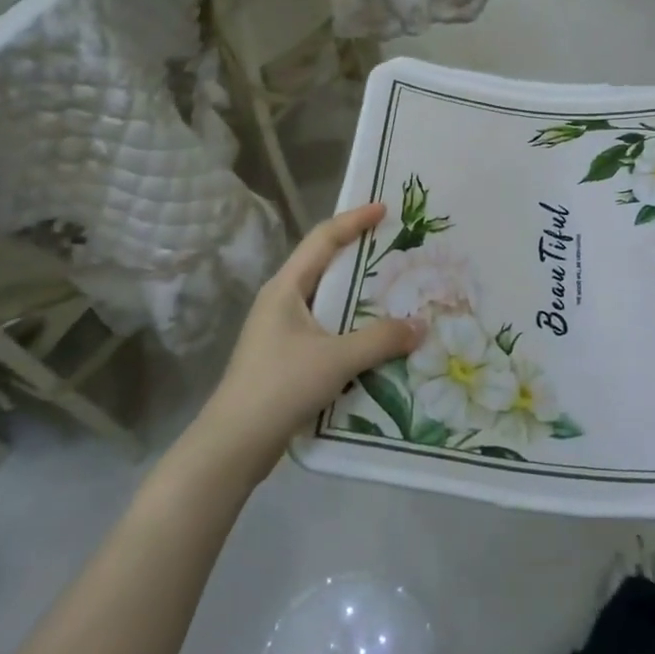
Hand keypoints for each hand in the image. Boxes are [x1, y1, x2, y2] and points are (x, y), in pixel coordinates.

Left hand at [192, 203, 419, 477]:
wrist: (233, 445)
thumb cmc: (280, 386)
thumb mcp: (336, 359)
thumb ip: (381, 339)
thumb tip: (421, 326)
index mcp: (286, 288)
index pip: (322, 240)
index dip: (353, 220)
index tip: (383, 208)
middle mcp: (281, 301)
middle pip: (324, 266)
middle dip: (360, 255)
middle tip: (396, 250)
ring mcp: (281, 331)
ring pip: (327, 301)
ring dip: (358, 296)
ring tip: (396, 293)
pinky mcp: (286, 358)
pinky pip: (326, 330)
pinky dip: (352, 327)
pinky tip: (376, 340)